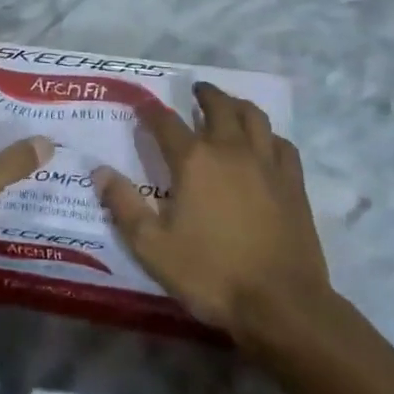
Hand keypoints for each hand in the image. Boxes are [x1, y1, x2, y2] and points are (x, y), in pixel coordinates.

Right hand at [98, 83, 330, 340]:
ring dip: (237, 104)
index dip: (150, 111)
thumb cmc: (211, 274)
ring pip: (254, 117)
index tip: (141, 105)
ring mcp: (267, 163)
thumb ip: (124, 206)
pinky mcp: (293, 183)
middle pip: (218, 107)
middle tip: (195, 89)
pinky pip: (282, 144)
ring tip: (229, 104)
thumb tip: (100, 172)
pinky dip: (269, 135)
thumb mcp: (152, 247)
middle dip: (203, 94)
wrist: (281, 303)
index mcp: (194, 161)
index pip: (166, 123)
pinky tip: (266, 143)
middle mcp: (230, 150)